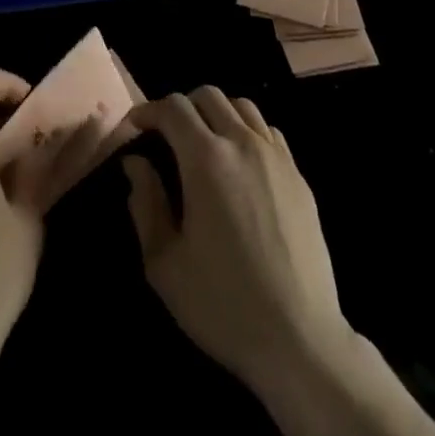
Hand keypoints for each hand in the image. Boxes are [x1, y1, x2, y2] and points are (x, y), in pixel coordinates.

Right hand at [121, 87, 351, 390]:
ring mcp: (276, 156)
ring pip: (241, 106)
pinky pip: (268, 131)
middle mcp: (243, 143)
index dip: (148, 110)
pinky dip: (247, 131)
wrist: (299, 339)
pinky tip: (240, 162)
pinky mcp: (298, 175)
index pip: (173, 108)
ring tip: (203, 142)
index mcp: (206, 159)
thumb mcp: (165, 264)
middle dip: (181, 107)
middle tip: (166, 136)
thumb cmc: (223, 304)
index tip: (135, 128)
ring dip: (216, 113)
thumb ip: (145, 204)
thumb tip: (136, 164)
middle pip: (208, 96)